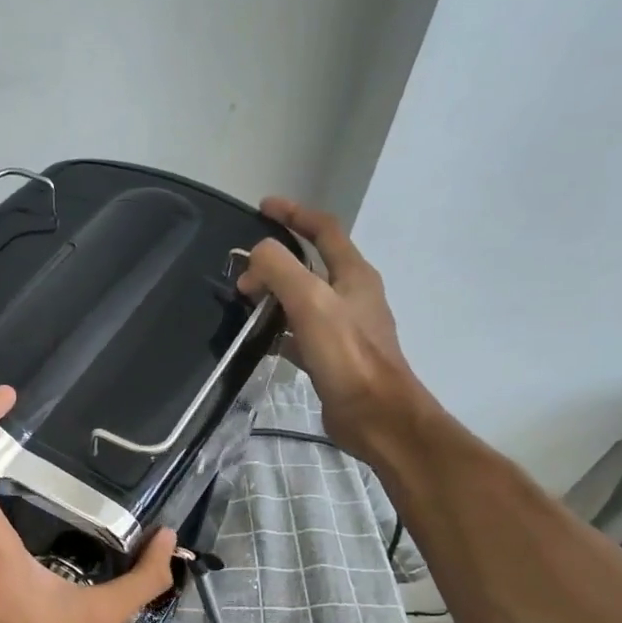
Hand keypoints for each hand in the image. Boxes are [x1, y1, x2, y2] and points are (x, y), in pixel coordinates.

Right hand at [238, 197, 424, 451]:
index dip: (294, 213)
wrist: (376, 415)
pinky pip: (300, 332)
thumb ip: (280, 270)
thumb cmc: (347, 355)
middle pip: (312, 263)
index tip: (263, 207)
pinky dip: (278, 328)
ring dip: (276, 293)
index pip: (324, 229)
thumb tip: (254, 257)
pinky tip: (259, 338)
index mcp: (354, 274)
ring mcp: (344, 328)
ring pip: (304, 298)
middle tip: (245, 269)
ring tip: (246, 298)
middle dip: (278, 258)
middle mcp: (352, 295)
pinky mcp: (333, 357)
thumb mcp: (310, 302)